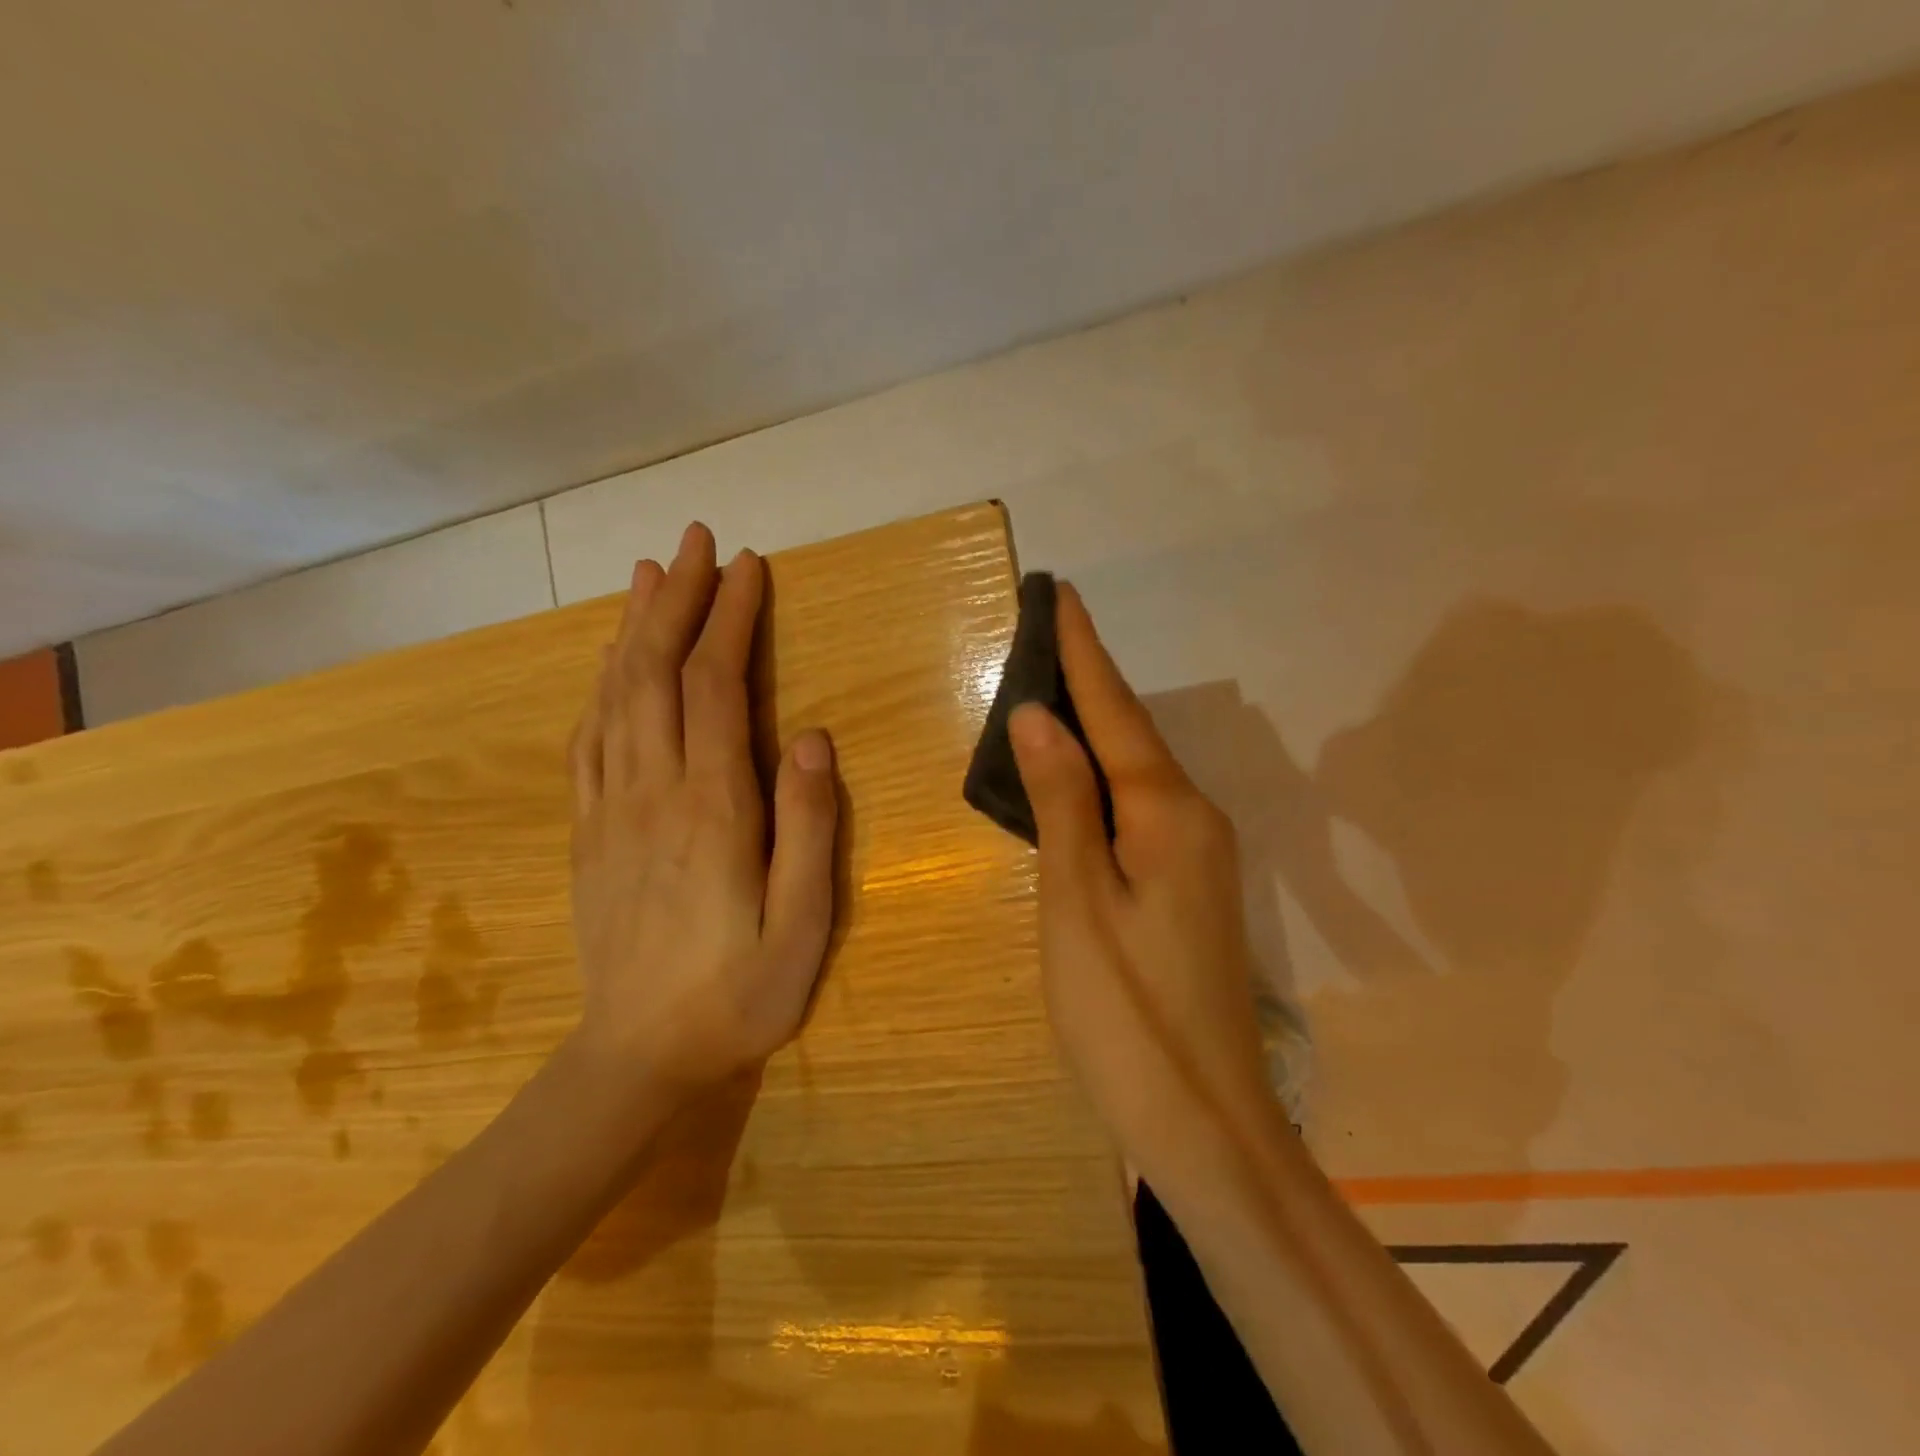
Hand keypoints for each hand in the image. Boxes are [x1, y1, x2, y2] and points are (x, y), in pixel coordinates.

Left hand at [566, 522, 839, 1101]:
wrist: (637, 1058)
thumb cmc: (738, 995)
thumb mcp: (802, 926)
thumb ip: (810, 830)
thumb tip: (815, 739)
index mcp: (713, 809)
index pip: (718, 687)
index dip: (731, 619)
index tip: (749, 566)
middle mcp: (653, 792)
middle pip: (656, 673)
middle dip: (679, 600)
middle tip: (696, 541)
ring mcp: (610, 809)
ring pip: (614, 695)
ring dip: (633, 628)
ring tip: (650, 575)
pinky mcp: (588, 831)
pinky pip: (588, 738)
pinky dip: (599, 685)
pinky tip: (609, 662)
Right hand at [1008, 584, 1274, 1168]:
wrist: (1203, 1121)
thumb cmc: (1124, 1010)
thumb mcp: (1077, 900)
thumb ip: (1060, 801)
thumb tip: (1039, 716)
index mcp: (1167, 812)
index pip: (1115, 711)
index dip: (1083, 653)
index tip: (1061, 594)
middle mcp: (1194, 819)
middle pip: (1130, 734)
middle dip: (1088, 680)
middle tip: (1044, 633)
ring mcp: (1199, 856)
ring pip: (1136, 772)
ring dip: (1095, 728)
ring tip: (1052, 687)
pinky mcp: (1189, 888)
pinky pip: (1139, 809)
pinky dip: (1102, 779)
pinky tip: (1077, 776)